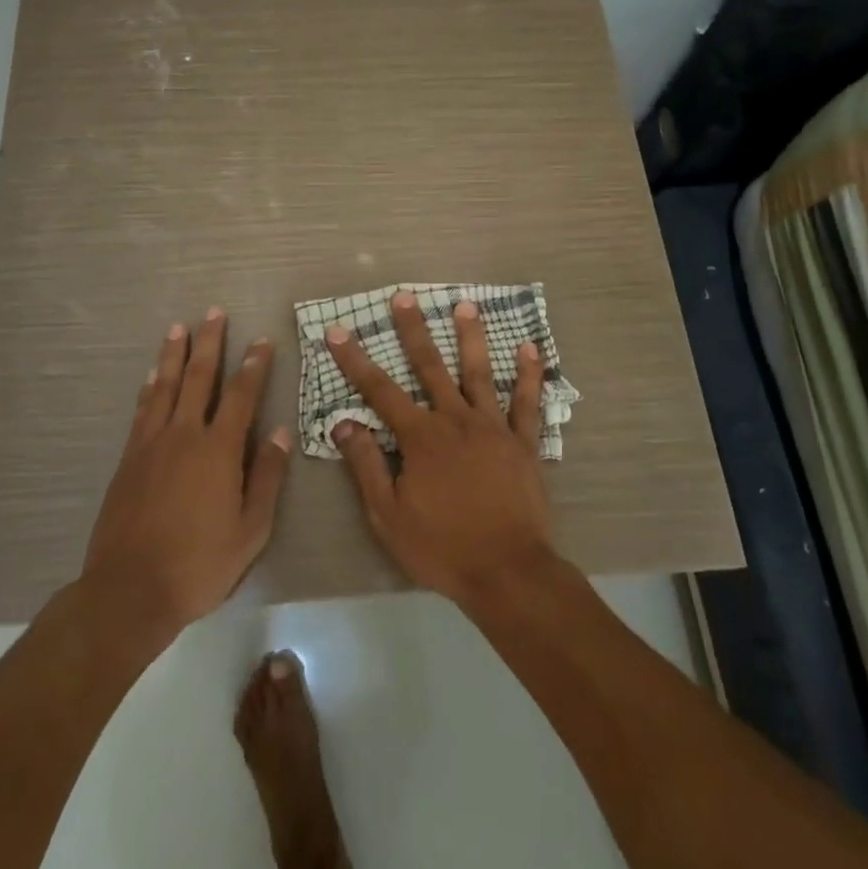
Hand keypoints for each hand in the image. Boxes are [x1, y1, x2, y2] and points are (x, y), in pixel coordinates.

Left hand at [81, 309, 291, 631]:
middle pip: (198, 378)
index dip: (253, 365)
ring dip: (173, 354)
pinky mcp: (128, 459)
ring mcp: (151, 444)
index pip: (241, 395)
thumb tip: (279, 432)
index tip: (261, 341)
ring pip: (164, 386)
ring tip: (179, 327)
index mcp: (218, 451)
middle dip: (209, 343)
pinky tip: (152, 376)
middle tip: (214, 313)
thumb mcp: (251, 530)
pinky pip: (142, 410)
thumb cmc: (200, 564)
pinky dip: (149, 387)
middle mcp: (184, 435)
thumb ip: (266, 477)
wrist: (130, 590)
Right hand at [326, 291, 557, 605]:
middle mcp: (455, 421)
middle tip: (405, 296)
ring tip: (465, 306)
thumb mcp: (388, 515)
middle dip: (414, 330)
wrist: (506, 572)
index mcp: (420, 438)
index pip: (379, 391)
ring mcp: (493, 429)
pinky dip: (529, 375)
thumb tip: (344, 423)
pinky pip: (527, 403)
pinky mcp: (523, 444)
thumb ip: (366, 465)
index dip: (355, 359)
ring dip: (471, 338)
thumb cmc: (441, 547)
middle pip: (430, 367)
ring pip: (479, 374)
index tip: (337, 330)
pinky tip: (530, 349)